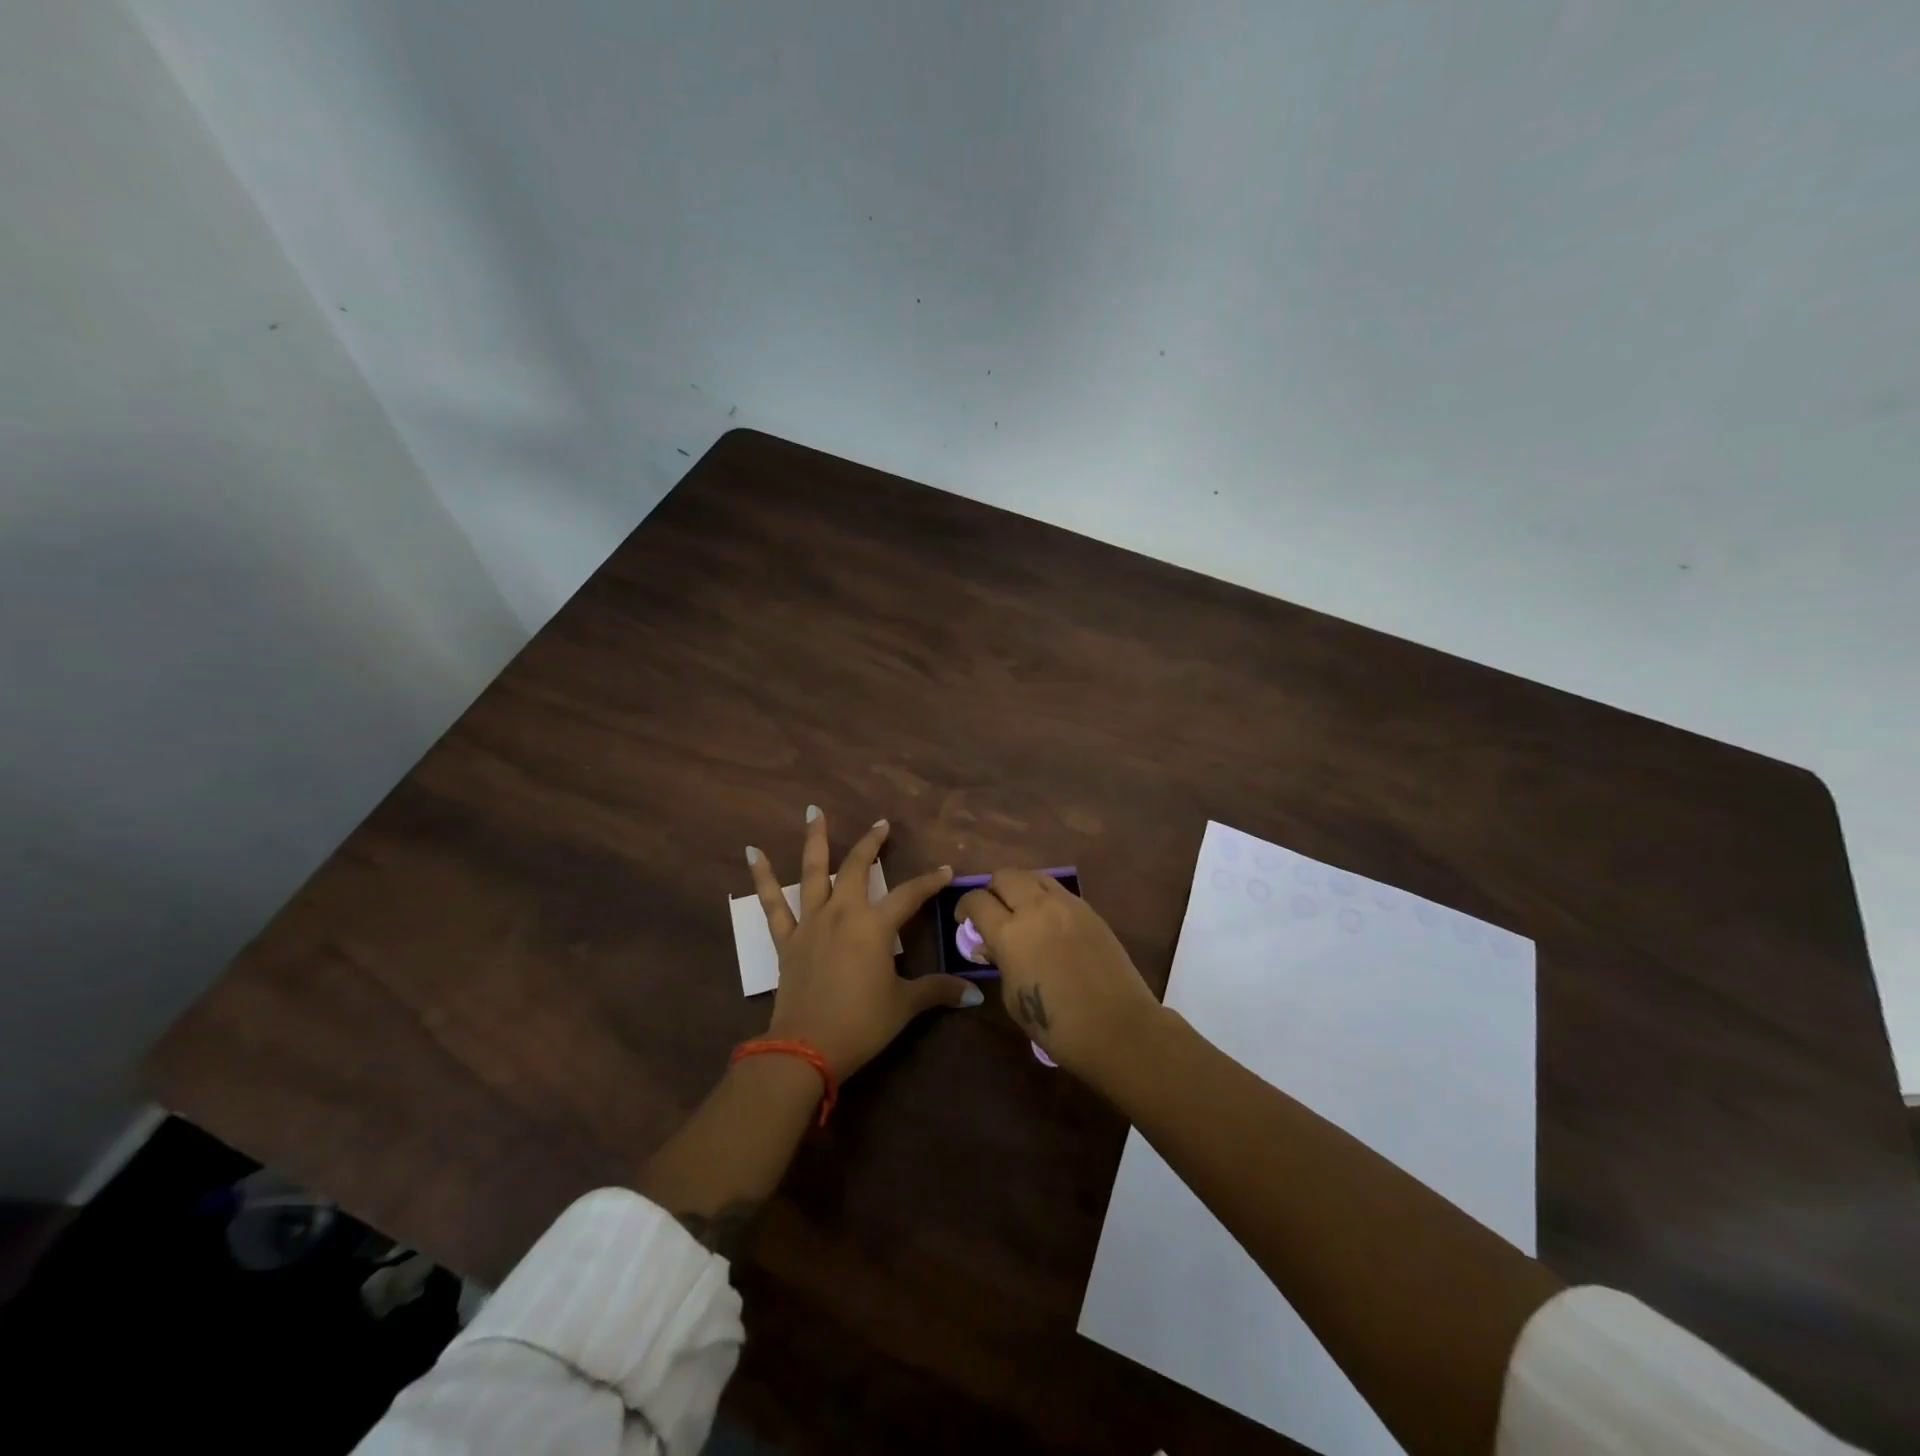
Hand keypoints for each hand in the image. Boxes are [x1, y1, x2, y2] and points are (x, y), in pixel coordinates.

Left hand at [748, 807, 980, 1078]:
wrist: (806, 1047)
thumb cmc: (862, 1023)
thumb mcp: (904, 1005)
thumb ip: (937, 991)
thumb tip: (973, 993)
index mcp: (875, 925)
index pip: (910, 894)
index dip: (930, 881)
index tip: (945, 870)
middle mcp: (842, 913)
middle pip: (857, 868)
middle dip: (871, 843)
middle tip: (881, 824)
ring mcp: (811, 922)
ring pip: (812, 872)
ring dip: (816, 840)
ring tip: (814, 812)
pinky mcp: (787, 939)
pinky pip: (772, 904)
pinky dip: (762, 878)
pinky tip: (752, 853)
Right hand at [956, 870, 1162, 1080]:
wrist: (1117, 1026)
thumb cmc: (1056, 1024)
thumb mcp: (1013, 997)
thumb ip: (999, 962)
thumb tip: (990, 946)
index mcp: (1010, 932)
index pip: (977, 900)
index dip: (965, 908)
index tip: (965, 921)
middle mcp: (1036, 908)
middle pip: (1004, 876)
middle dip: (992, 890)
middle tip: (992, 912)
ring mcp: (1066, 904)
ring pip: (1034, 875)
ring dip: (1020, 888)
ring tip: (1021, 911)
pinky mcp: (1089, 910)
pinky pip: (1059, 891)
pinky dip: (1045, 897)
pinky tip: (1048, 921)